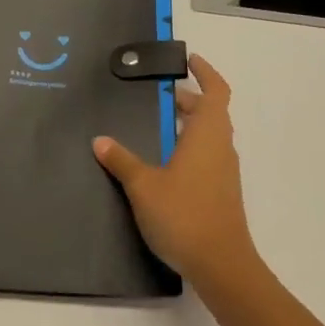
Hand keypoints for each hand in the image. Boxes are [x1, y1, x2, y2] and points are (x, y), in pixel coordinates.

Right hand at [93, 55, 258, 290]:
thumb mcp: (144, 185)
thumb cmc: (184, 215)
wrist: (221, 265)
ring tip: (156, 126)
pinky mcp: (221, 192)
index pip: (216, 91)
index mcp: (207, 134)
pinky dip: (189, 147)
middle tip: (158, 95)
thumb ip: (122, 160)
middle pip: (210, 112)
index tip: (189, 60)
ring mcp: (224, 171)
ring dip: (188, 125)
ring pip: (209, 136)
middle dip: (188, 100)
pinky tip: (164, 163)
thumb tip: (100, 140)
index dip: (205, 72)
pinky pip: (207, 156)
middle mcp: (221, 147)